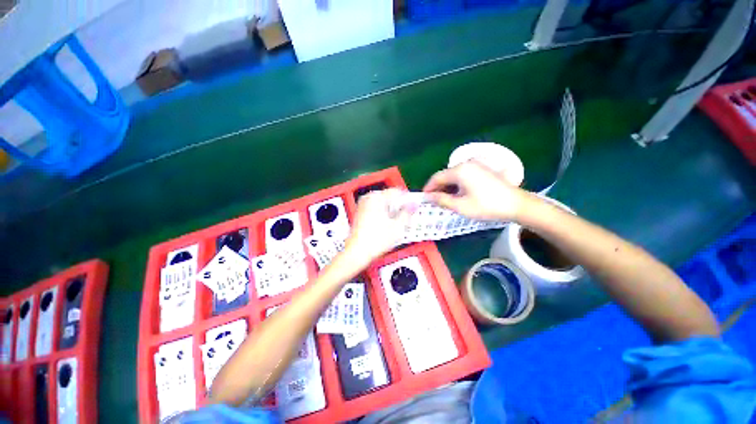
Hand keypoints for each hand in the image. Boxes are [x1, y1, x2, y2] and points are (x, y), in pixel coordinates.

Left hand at [344, 189, 412, 263]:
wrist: (357, 252)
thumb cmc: (374, 241)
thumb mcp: (398, 227)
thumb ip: (407, 213)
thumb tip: (413, 205)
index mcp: (377, 197)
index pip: (397, 191)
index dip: (407, 199)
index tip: (412, 207)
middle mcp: (368, 198)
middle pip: (389, 196)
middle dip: (398, 206)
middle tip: (405, 217)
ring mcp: (362, 205)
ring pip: (383, 202)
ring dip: (391, 210)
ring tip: (395, 223)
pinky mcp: (360, 212)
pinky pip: (375, 208)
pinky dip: (383, 213)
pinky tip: (386, 225)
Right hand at [422, 160, 530, 220]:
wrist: (517, 204)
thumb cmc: (487, 206)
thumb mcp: (461, 206)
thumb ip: (442, 200)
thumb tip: (428, 197)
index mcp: (459, 170)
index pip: (437, 177)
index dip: (428, 188)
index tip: (424, 198)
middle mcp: (466, 163)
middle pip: (445, 175)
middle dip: (438, 188)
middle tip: (434, 201)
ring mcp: (476, 165)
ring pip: (454, 175)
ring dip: (447, 187)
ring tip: (445, 200)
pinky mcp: (482, 169)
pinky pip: (463, 175)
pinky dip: (457, 184)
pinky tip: (458, 194)